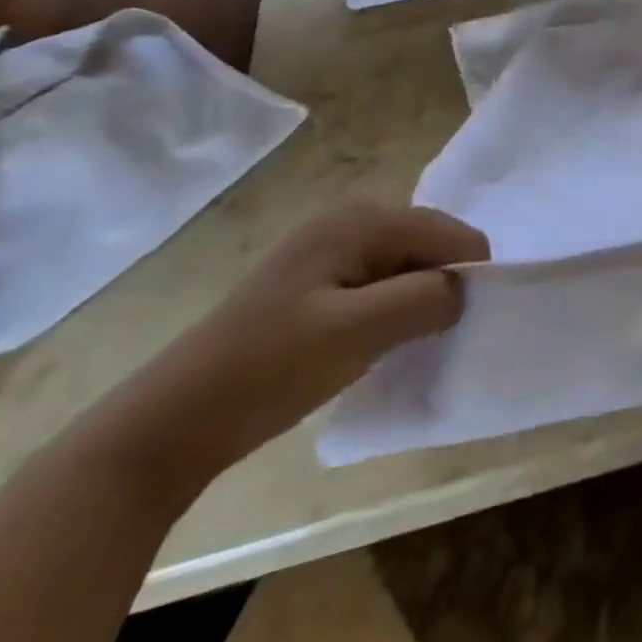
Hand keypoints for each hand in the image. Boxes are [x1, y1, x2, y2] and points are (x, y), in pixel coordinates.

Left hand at [98, 203, 489, 489]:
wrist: (172, 422)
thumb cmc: (270, 369)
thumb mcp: (358, 332)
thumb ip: (426, 299)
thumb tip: (466, 289)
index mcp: (361, 219)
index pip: (449, 232)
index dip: (468, 274)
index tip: (464, 324)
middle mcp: (349, 219)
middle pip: (430, 242)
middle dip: (443, 284)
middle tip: (431, 337)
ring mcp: (330, 248)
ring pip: (407, 263)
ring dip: (418, 299)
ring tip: (405, 343)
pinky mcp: (317, 280)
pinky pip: (380, 281)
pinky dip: (393, 308)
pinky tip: (377, 342)